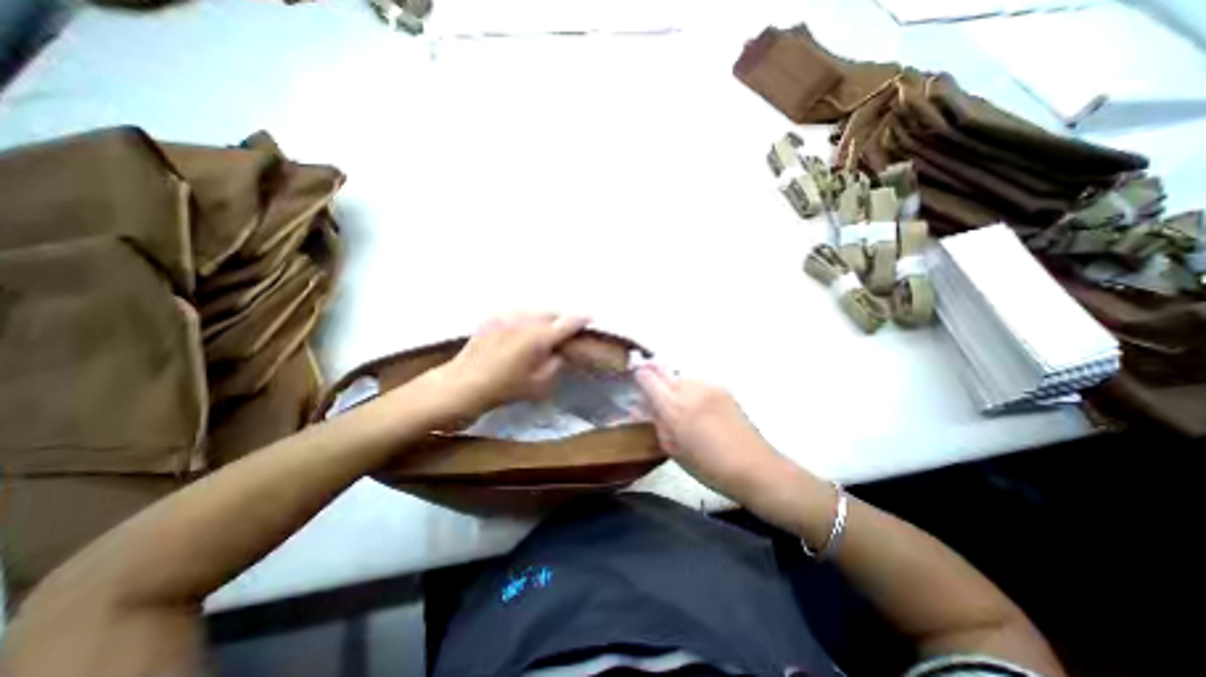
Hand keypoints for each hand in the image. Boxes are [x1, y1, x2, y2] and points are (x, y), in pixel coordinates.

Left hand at [425, 312, 590, 419]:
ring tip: (542, 332)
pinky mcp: (493, 316)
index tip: (591, 318)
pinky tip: (520, 332)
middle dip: (561, 320)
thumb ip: (555, 364)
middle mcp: (525, 320)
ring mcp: (507, 315)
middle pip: (551, 313)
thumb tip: (558, 351)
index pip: (568, 323)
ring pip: (534, 311)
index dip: (582, 319)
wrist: (463, 384)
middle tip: (564, 331)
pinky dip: (524, 320)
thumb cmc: (504, 389)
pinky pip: (516, 313)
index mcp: (539, 337)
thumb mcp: (539, 385)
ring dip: (543, 319)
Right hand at [632, 368, 793, 504]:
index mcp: (674, 408)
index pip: (648, 379)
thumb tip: (641, 407)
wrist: (753, 466)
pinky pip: (698, 383)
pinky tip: (697, 408)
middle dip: (656, 381)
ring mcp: (708, 386)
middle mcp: (690, 390)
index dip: (639, 377)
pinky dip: (691, 391)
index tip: (636, 381)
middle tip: (656, 397)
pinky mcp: (722, 388)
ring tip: (679, 406)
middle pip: (664, 373)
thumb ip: (656, 423)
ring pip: (681, 377)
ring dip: (674, 386)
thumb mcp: (673, 449)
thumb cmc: (707, 466)